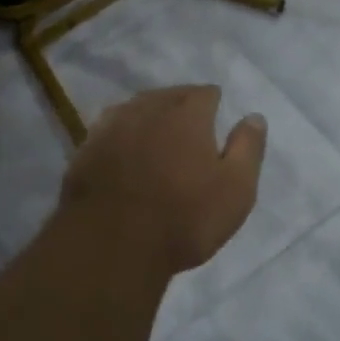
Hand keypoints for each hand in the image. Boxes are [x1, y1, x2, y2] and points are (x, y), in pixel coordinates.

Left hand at [58, 85, 267, 274]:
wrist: (111, 247)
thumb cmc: (184, 218)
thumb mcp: (236, 189)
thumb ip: (248, 148)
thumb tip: (254, 116)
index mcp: (187, 114)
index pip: (204, 93)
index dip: (213, 102)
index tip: (216, 114)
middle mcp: (148, 109)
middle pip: (168, 95)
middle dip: (180, 104)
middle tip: (188, 124)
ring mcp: (111, 127)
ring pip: (135, 108)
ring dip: (148, 115)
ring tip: (155, 131)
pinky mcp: (85, 150)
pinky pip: (108, 130)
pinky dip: (121, 134)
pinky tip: (122, 148)